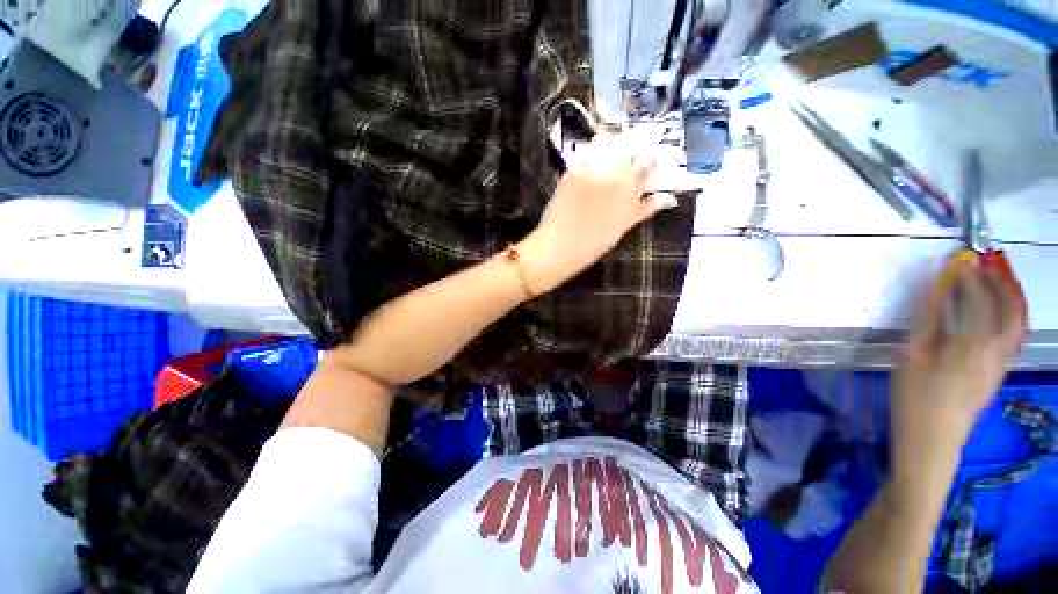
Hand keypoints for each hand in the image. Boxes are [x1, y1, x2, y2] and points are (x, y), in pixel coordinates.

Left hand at [518, 139, 677, 294]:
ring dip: (609, 148)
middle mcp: (614, 175)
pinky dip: (589, 156)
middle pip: (628, 150)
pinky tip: (587, 166)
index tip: (649, 158)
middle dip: (629, 150)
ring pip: (607, 146)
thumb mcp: (624, 226)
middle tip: (623, 158)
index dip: (650, 158)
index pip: (648, 162)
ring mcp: (592, 170)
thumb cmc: (594, 243)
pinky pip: (585, 155)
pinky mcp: (572, 170)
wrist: (561, 246)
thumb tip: (668, 198)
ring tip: (606, 156)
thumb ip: (645, 208)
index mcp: (631, 190)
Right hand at [892, 255, 1024, 469]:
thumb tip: (936, 291)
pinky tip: (996, 309)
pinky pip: (1013, 335)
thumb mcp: (911, 356)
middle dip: (1001, 280)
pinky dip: (1010, 313)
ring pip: (1018, 321)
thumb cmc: (915, 396)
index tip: (960, 260)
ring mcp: (1001, 361)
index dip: (970, 277)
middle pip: (1010, 308)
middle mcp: (996, 349)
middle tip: (986, 262)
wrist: (933, 438)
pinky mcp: (999, 371)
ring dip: (1010, 295)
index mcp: (972, 343)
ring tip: (996, 279)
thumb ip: (928, 321)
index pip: (978, 299)